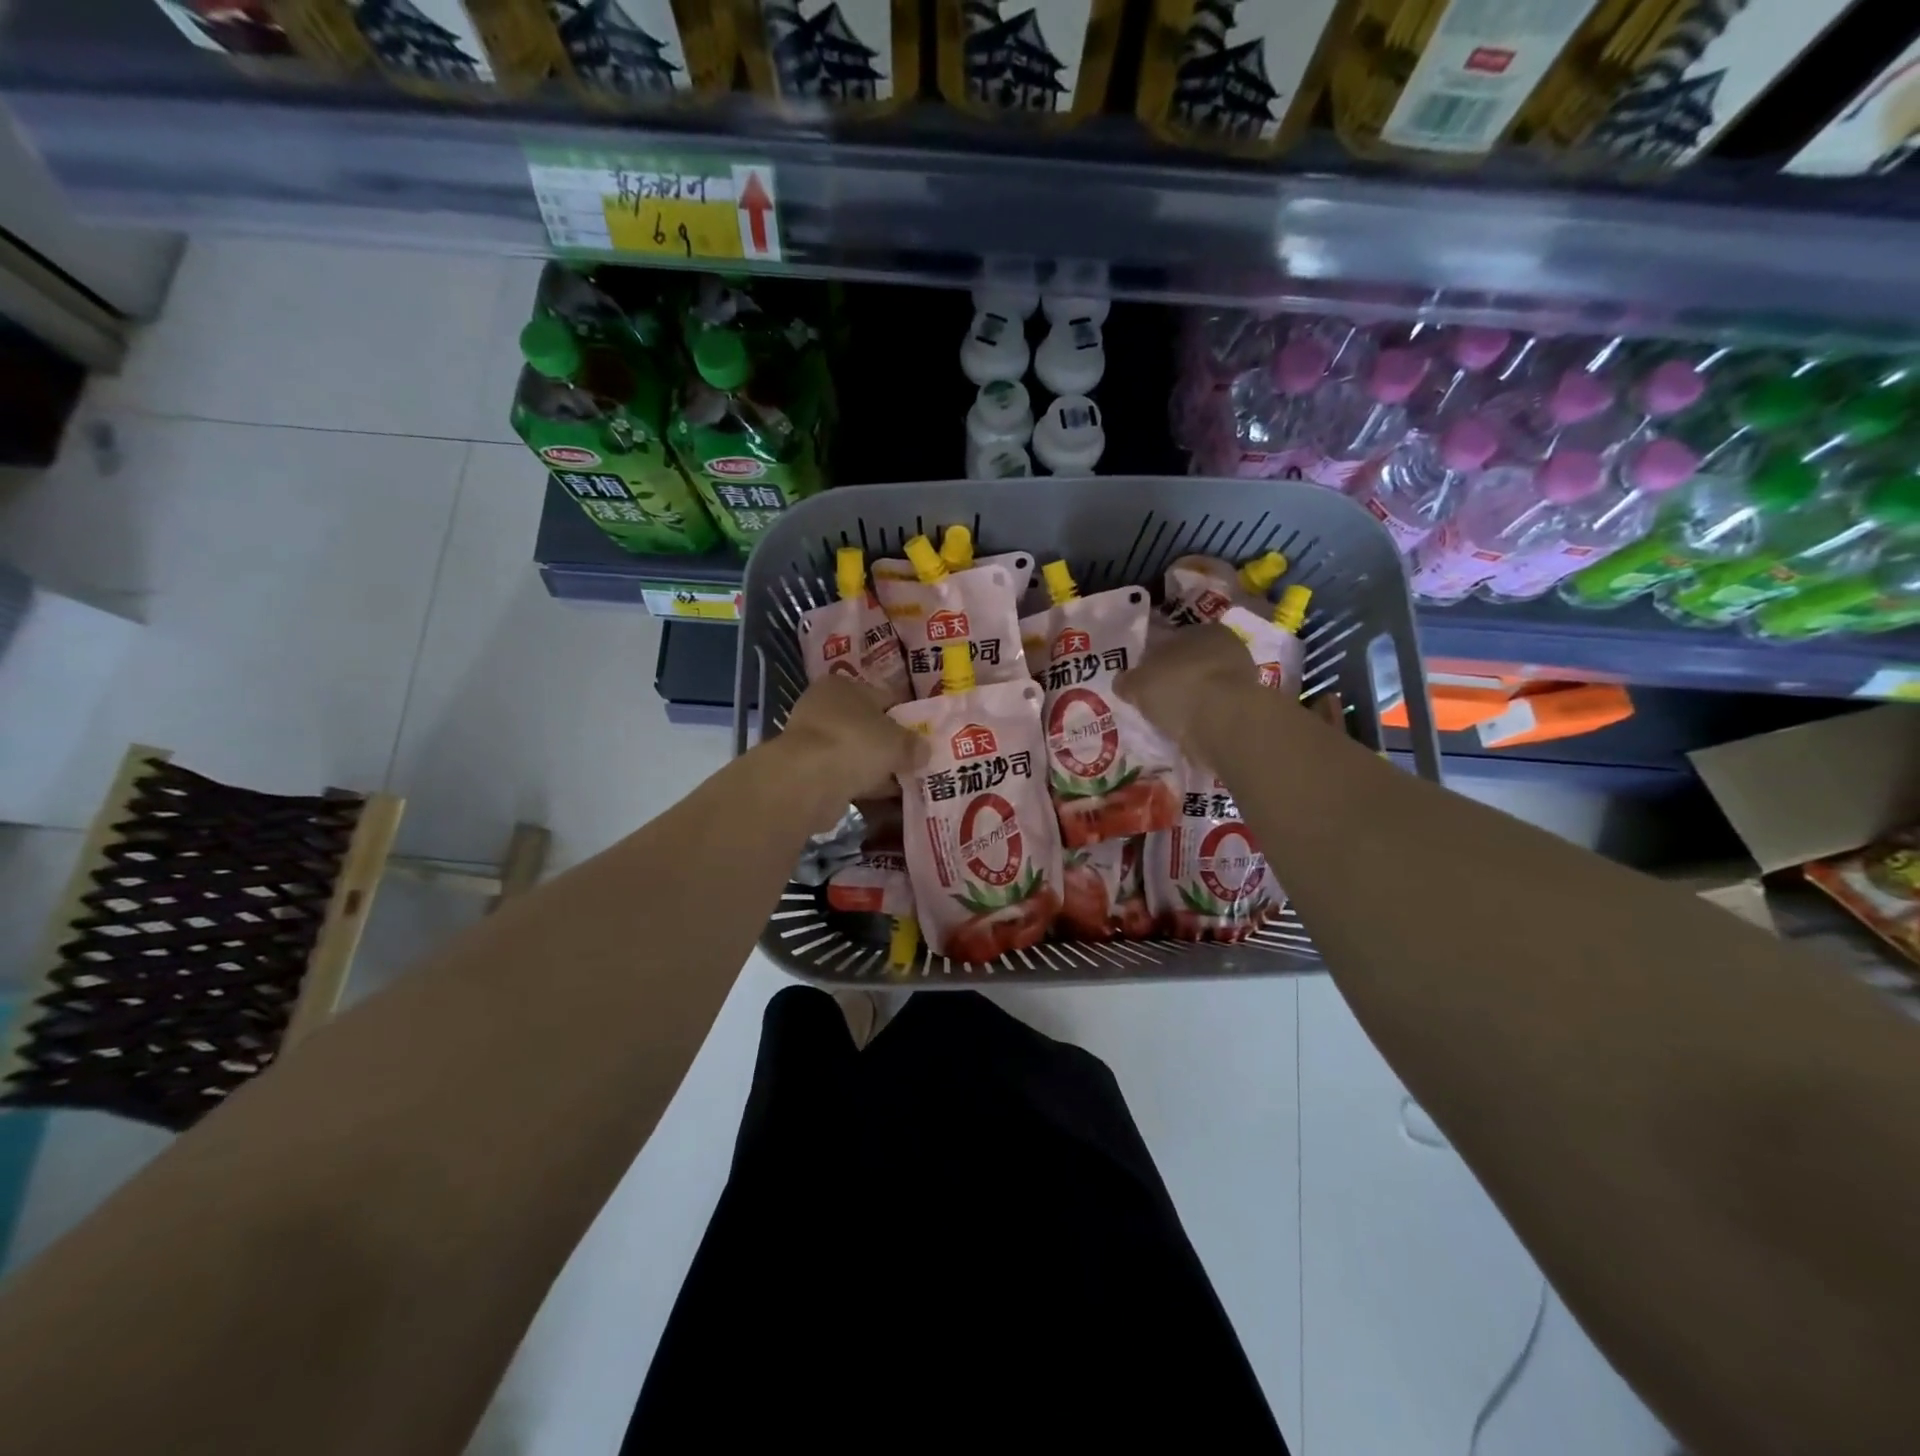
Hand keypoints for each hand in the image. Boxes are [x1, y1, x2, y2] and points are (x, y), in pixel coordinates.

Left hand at [777, 674, 925, 809]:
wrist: (807, 782)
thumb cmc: (855, 744)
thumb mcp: (897, 741)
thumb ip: (913, 744)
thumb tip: (924, 750)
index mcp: (843, 685)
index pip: (884, 697)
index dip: (907, 716)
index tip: (924, 736)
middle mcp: (824, 707)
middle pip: (869, 726)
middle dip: (891, 745)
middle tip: (917, 762)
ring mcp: (813, 740)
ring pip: (856, 752)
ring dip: (877, 768)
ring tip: (905, 783)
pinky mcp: (808, 771)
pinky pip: (845, 775)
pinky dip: (862, 784)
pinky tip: (883, 798)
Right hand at [1115, 623, 1271, 759]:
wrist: (1224, 721)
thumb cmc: (1178, 688)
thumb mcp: (1137, 683)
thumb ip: (1127, 681)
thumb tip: (1122, 682)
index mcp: (1200, 629)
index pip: (1170, 640)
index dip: (1152, 659)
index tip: (1140, 679)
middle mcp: (1225, 646)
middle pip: (1189, 663)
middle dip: (1172, 679)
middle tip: (1153, 700)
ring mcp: (1240, 677)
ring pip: (1204, 686)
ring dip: (1189, 699)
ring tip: (1169, 719)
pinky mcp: (1247, 706)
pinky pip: (1215, 708)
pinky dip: (1202, 717)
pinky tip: (1187, 729)